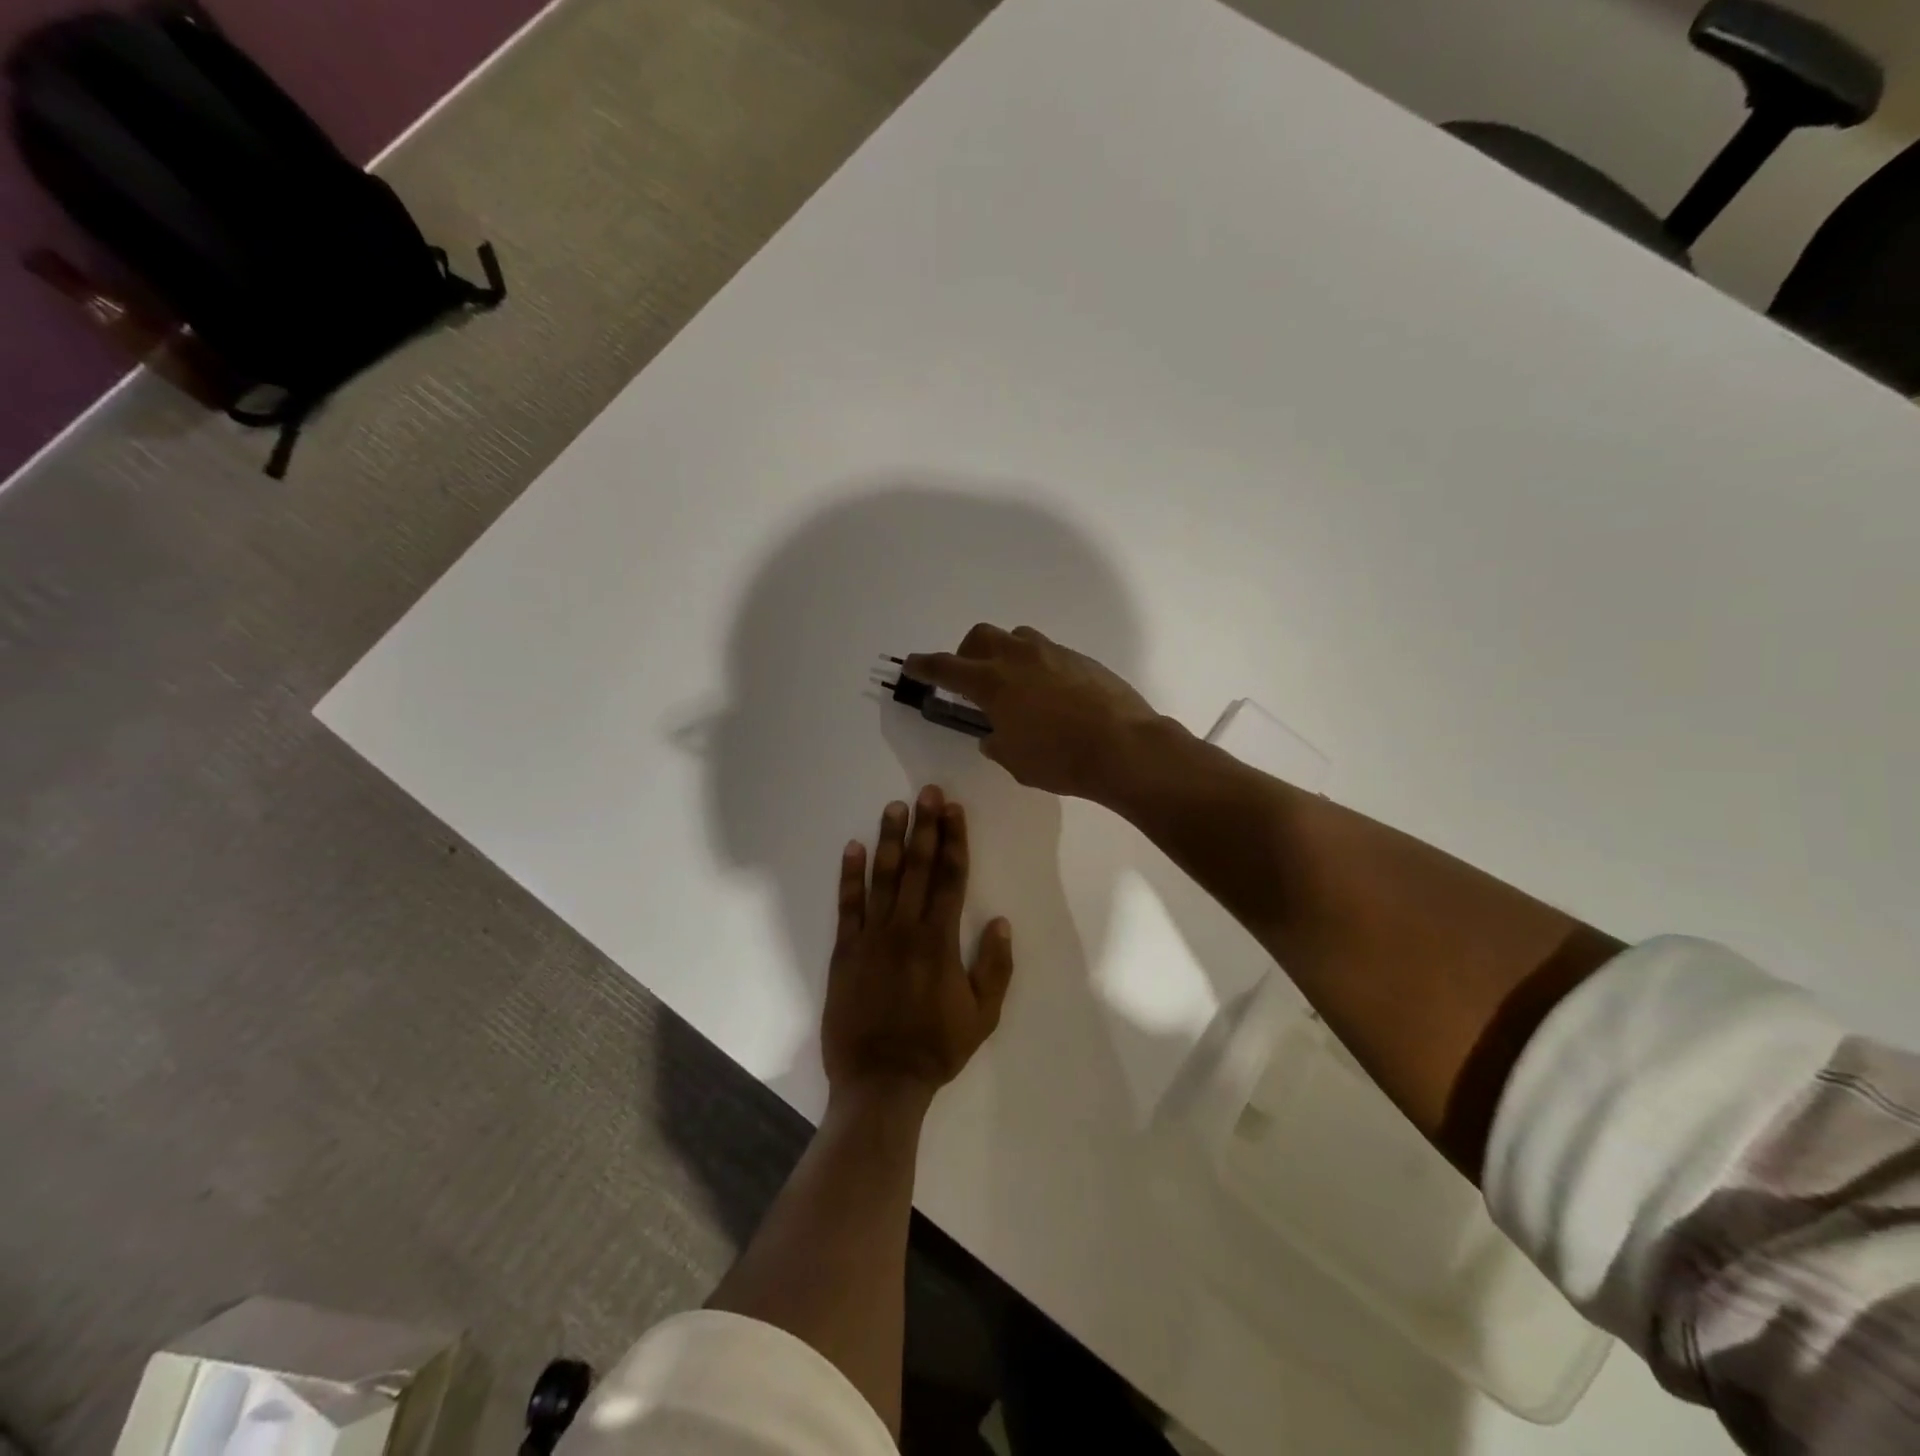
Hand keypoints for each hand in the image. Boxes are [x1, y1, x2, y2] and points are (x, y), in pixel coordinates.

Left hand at [823, 786, 1014, 1106]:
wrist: (879, 1082)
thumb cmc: (935, 1049)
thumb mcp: (982, 1016)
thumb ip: (994, 967)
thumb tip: (1000, 922)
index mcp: (940, 940)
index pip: (950, 878)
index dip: (954, 841)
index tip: (954, 811)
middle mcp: (905, 928)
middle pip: (917, 867)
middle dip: (925, 827)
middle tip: (928, 792)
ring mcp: (871, 937)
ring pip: (882, 878)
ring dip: (890, 840)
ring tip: (895, 807)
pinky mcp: (845, 950)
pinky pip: (847, 905)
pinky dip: (849, 876)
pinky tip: (853, 848)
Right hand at [904, 625, 1160, 802]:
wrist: (1123, 746)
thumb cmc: (1060, 760)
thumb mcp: (1015, 760)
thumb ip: (996, 741)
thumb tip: (994, 733)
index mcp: (993, 682)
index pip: (946, 667)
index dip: (924, 666)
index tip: (912, 664)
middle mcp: (1018, 657)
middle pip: (980, 637)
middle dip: (968, 653)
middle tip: (971, 679)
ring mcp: (1052, 653)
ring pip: (1016, 637)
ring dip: (1004, 654)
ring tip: (1013, 684)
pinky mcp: (1080, 658)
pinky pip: (1047, 651)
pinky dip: (1036, 665)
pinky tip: (1049, 694)